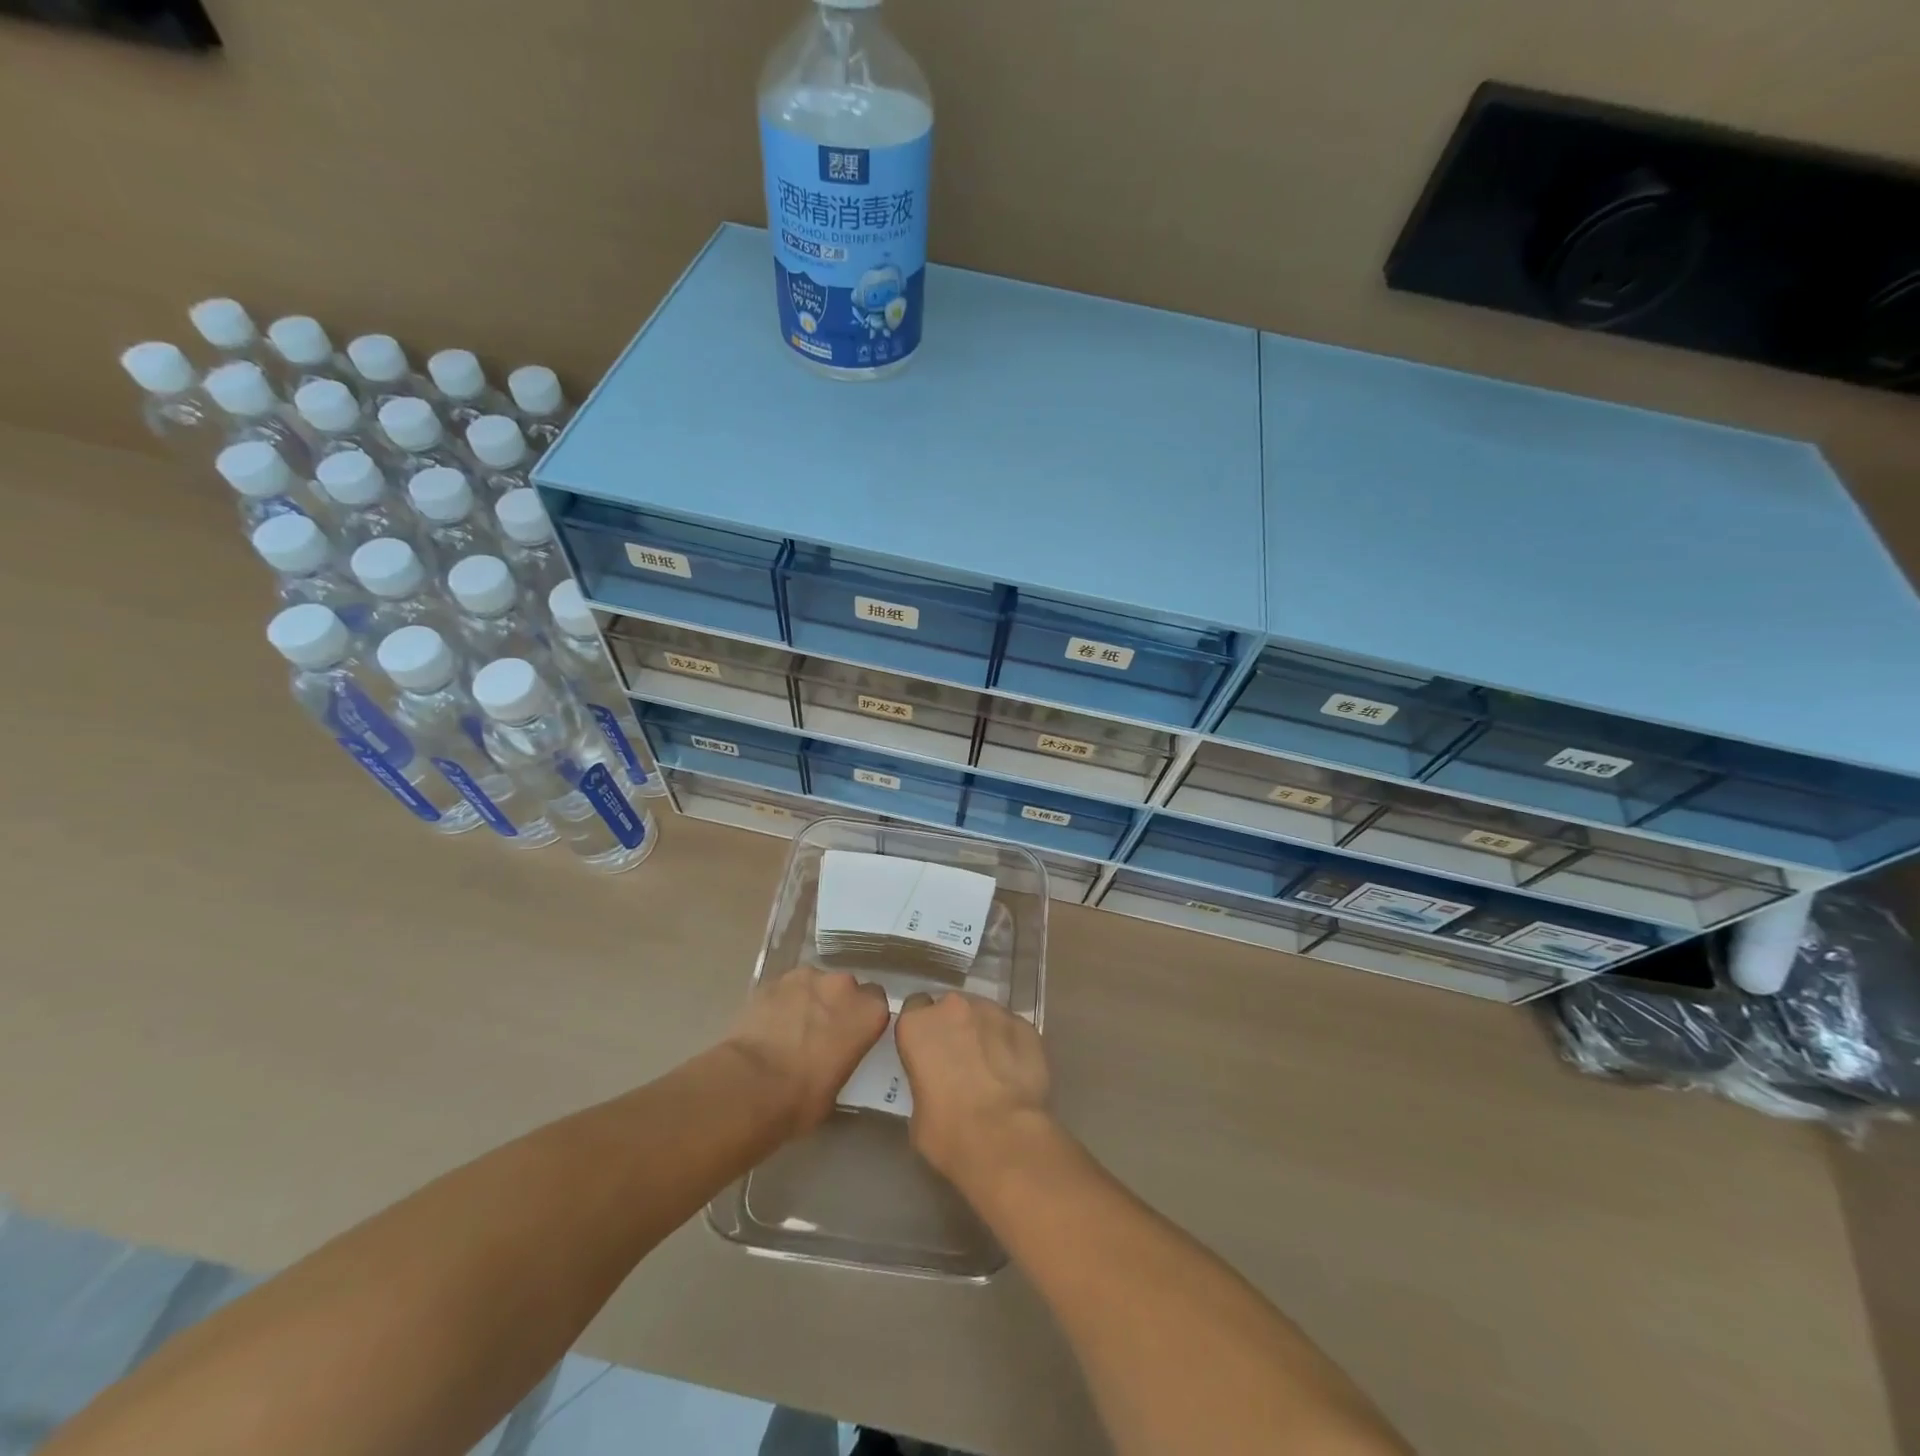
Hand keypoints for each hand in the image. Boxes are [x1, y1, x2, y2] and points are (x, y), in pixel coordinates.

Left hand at [725, 967, 888, 1138]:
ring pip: (814, 984)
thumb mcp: (840, 1084)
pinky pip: (786, 987)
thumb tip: (836, 1053)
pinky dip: (782, 1001)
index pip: (876, 1002)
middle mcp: (843, 986)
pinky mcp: (774, 980)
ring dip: (809, 999)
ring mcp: (807, 977)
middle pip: (845, 988)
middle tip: (821, 1032)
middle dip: (836, 1004)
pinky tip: (770, 1023)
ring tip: (791, 1027)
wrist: (751, 1086)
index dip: (862, 1017)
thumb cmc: (803, 1098)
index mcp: (869, 1012)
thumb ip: (847, 1054)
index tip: (852, 1033)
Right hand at [895, 991, 1052, 1193]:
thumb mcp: (917, 1114)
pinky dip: (1010, 1044)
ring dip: (983, 1034)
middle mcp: (953, 1007)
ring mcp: (992, 1011)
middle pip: (950, 1008)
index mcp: (917, 1025)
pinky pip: (1011, 1029)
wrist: (1006, 1139)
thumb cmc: (949, 1133)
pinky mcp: (1024, 1025)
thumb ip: (924, 1082)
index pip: (914, 1009)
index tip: (927, 1052)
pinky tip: (1014, 1073)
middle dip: (954, 1028)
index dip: (922, 1031)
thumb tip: (937, 1086)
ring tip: (991, 1069)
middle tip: (960, 1062)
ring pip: (983, 1015)